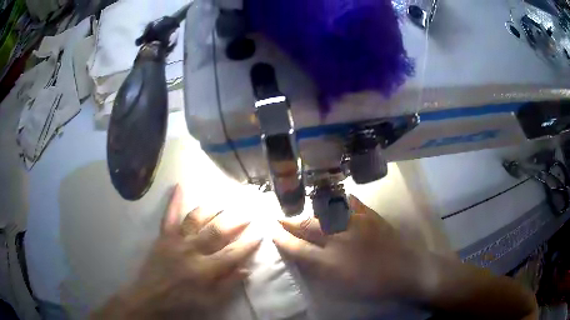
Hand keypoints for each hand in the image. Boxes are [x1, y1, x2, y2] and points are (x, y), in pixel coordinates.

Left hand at [91, 185, 260, 318]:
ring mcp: (176, 240)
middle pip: (217, 232)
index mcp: (204, 269)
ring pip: (196, 219)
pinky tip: (178, 186)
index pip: (232, 253)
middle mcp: (191, 251)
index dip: (248, 243)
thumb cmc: (183, 301)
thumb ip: (228, 284)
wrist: (151, 296)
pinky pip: (169, 215)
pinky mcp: (163, 236)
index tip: (260, 233)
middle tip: (248, 213)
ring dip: (212, 210)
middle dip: (235, 222)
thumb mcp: (210, 301)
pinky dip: (174, 200)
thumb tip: (247, 268)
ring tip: (223, 204)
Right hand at [274, 195, 427, 300]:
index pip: (298, 249)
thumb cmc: (374, 285)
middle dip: (289, 222)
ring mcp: (356, 224)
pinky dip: (338, 200)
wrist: (408, 271)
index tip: (272, 232)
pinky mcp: (370, 216)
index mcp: (330, 263)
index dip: (282, 240)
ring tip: (298, 208)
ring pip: (324, 213)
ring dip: (308, 210)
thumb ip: (320, 271)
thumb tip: (302, 258)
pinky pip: (350, 203)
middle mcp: (339, 240)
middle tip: (278, 216)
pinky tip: (331, 198)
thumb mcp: (342, 287)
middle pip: (307, 227)